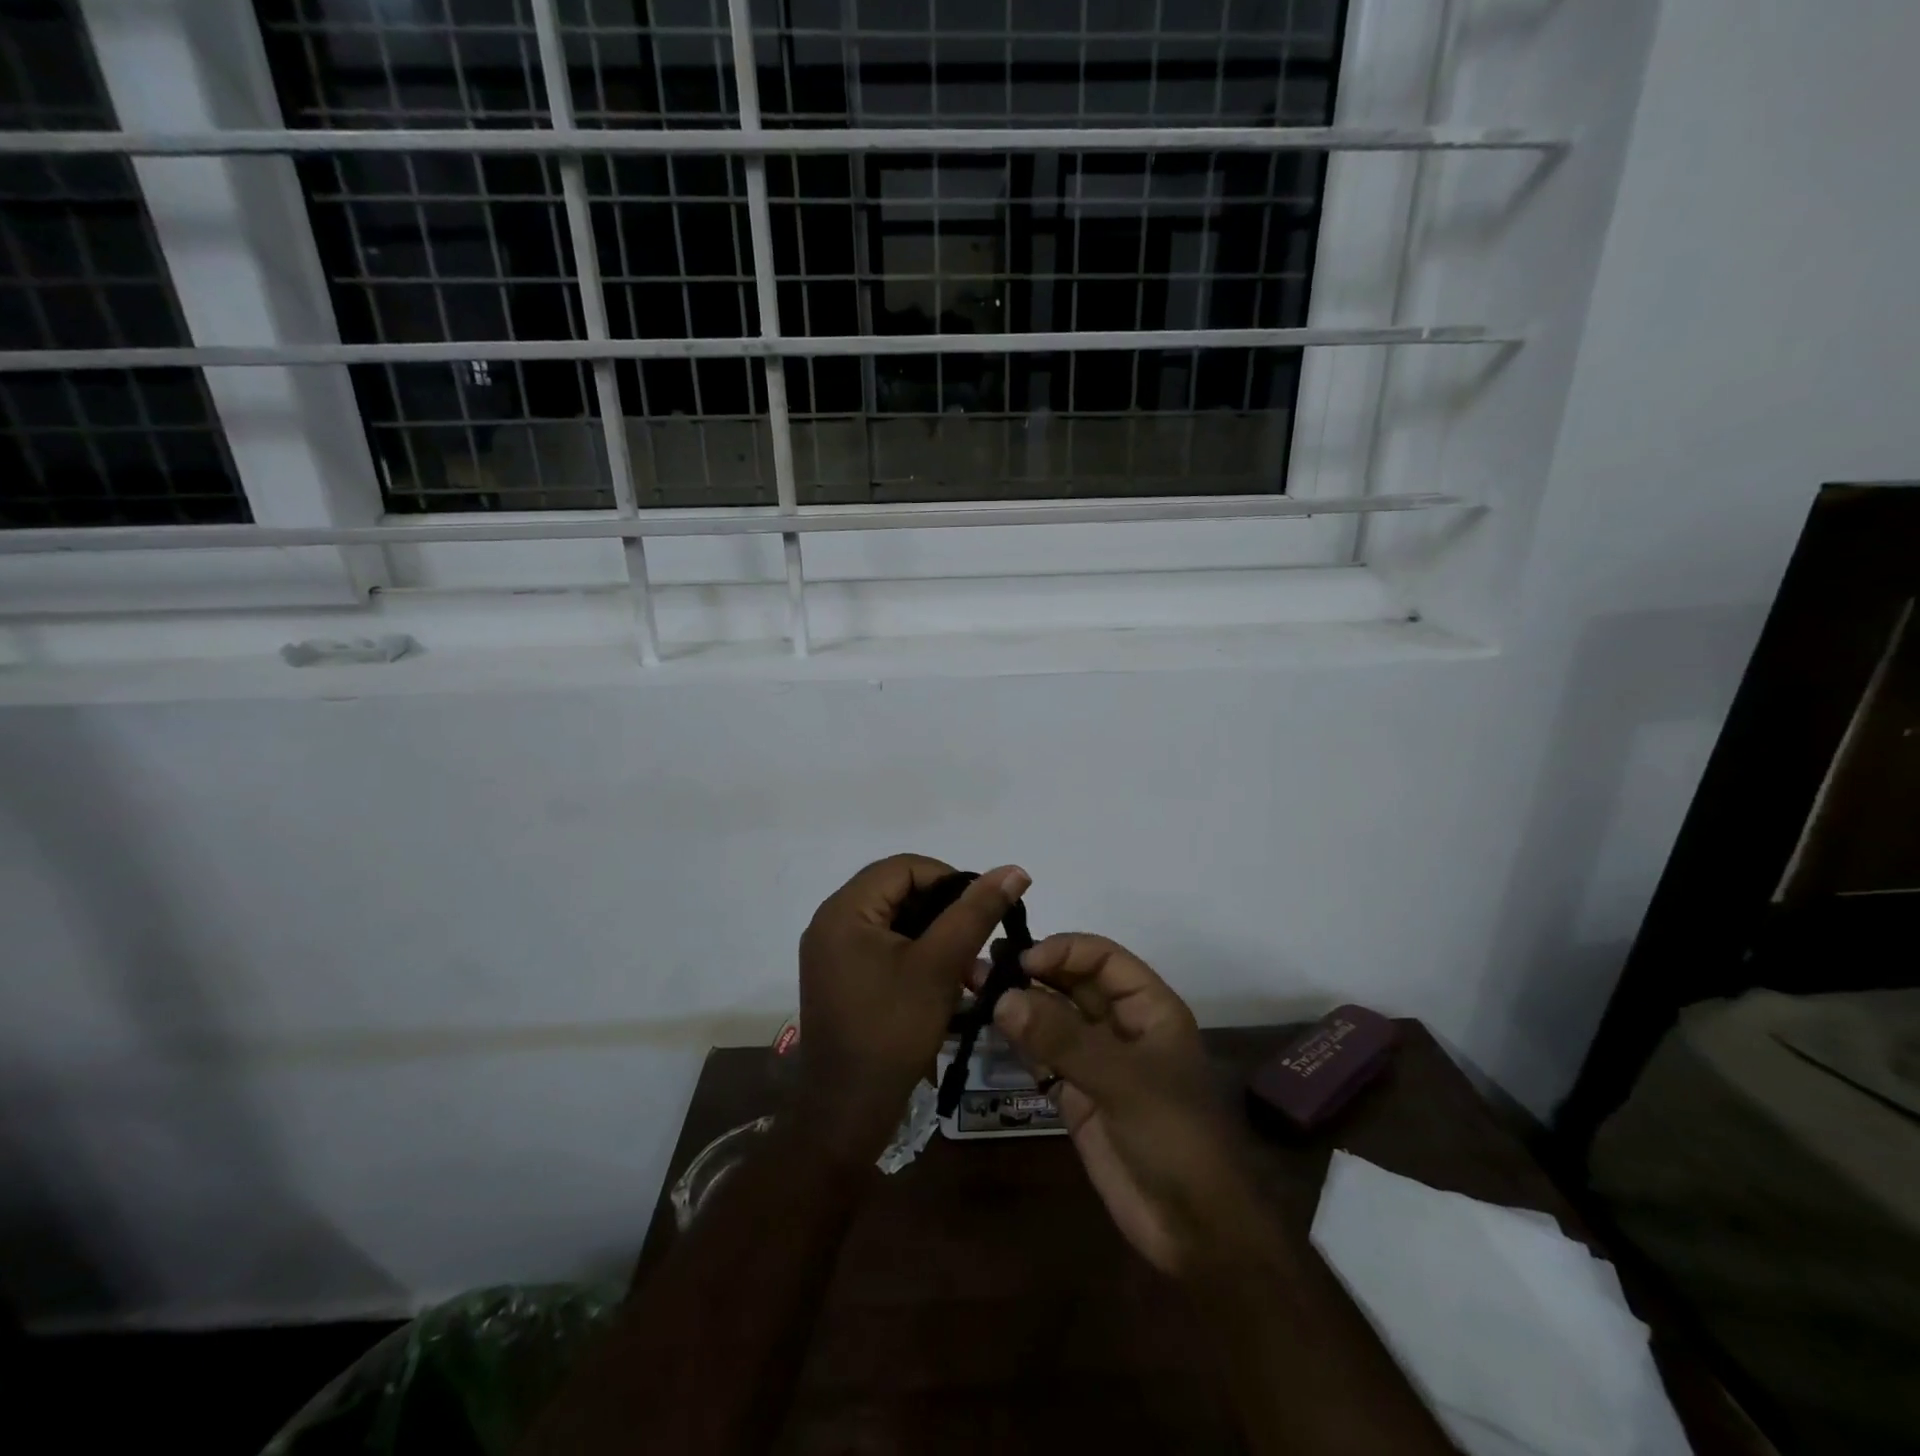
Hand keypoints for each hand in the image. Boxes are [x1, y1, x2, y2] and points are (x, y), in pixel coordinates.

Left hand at [796, 856, 1029, 1163]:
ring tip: (968, 967)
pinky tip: (946, 982)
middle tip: (977, 941)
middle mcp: (831, 922)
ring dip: (935, 936)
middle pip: (898, 891)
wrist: (846, 1111)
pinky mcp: (841, 977)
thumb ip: (976, 912)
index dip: (950, 879)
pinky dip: (917, 955)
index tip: (982, 910)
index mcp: (844, 910)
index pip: (904, 867)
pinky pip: (884, 947)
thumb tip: (1014, 869)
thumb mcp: (940, 966)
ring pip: (895, 921)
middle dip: (944, 911)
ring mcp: (833, 952)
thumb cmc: (892, 1031)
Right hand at [992, 935, 1274, 1277]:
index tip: (1022, 961)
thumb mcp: (1123, 1080)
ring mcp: (1097, 1061)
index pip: (1103, 958)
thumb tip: (1003, 998)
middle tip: (980, 968)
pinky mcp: (1076, 1097)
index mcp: (1149, 1008)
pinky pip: (1042, 1057)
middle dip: (1032, 973)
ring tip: (973, 989)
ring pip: (1053, 1018)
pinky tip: (988, 1029)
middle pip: (1073, 983)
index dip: (1064, 952)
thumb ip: (1062, 1039)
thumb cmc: (1175, 1137)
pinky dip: (1018, 1043)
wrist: (1194, 1230)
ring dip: (1018, 1004)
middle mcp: (1121, 1026)